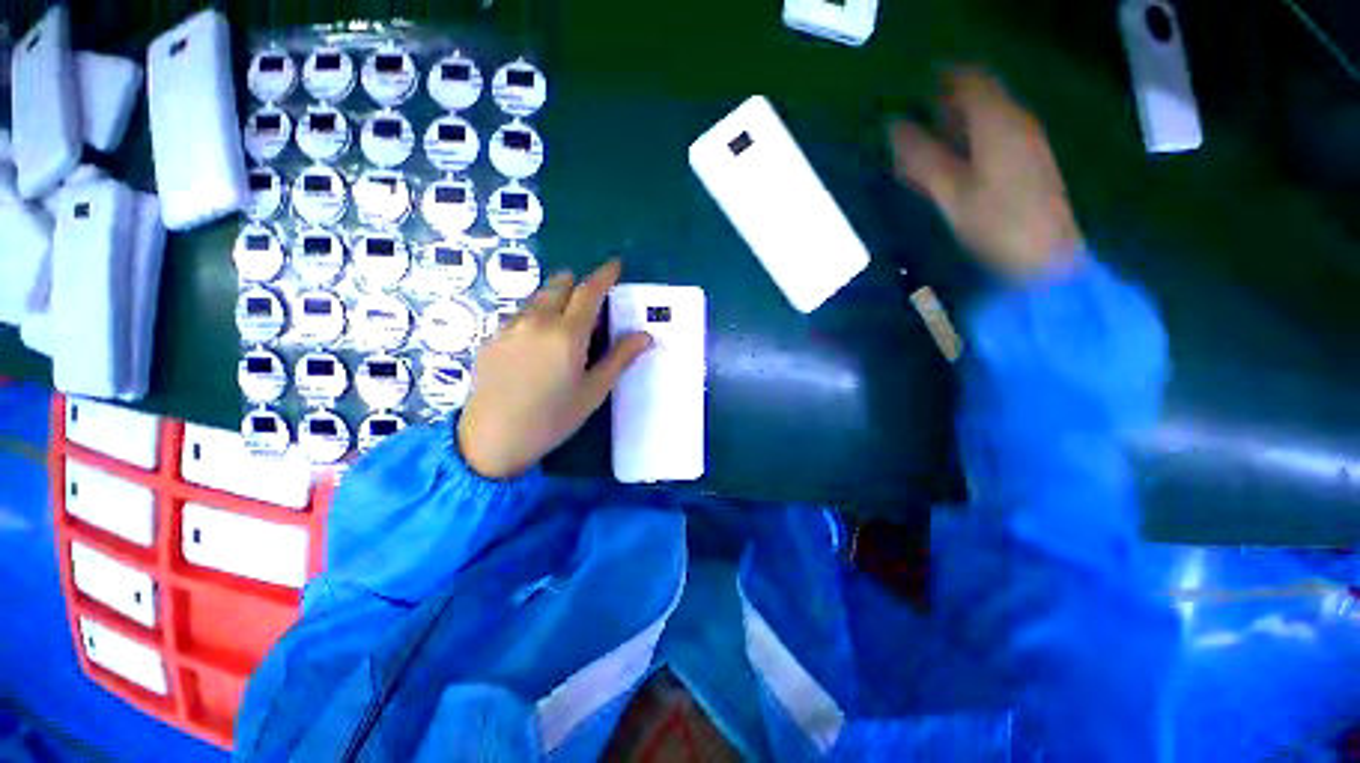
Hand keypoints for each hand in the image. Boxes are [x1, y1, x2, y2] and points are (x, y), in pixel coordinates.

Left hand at [458, 259, 652, 478]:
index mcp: (567, 332)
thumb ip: (619, 358)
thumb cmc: (552, 418)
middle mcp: (536, 320)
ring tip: (563, 321)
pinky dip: (534, 315)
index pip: (590, 290)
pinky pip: (518, 315)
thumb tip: (645, 335)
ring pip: (537, 298)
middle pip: (559, 284)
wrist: (491, 439)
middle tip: (589, 299)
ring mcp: (509, 327)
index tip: (615, 264)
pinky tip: (536, 342)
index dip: (605, 274)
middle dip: (577, 283)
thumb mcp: (594, 391)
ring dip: (554, 298)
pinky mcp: (491, 338)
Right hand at [889, 68, 1083, 279]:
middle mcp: (1013, 123)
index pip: (967, 80)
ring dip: (949, 130)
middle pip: (976, 99)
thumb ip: (922, 157)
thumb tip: (894, 127)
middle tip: (908, 127)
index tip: (909, 95)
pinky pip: (989, 141)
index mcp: (997, 122)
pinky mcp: (1024, 164)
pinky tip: (944, 168)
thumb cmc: (996, 223)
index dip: (938, 81)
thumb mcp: (951, 192)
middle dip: (940, 108)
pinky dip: (964, 147)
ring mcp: (1022, 143)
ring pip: (981, 121)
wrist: (1046, 257)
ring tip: (918, 151)